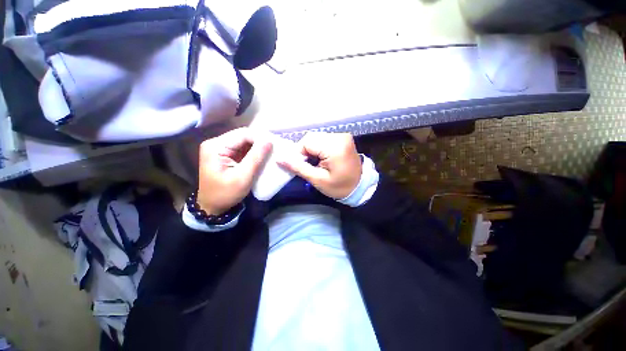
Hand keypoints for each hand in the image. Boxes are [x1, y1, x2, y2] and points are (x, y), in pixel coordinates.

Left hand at [198, 128, 271, 214]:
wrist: (213, 206)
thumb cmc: (226, 194)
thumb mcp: (243, 177)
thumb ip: (256, 158)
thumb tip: (269, 141)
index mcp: (216, 146)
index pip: (243, 134)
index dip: (260, 138)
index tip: (274, 146)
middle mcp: (216, 143)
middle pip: (243, 136)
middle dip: (260, 142)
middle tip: (274, 150)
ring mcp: (221, 148)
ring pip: (245, 142)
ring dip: (258, 147)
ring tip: (271, 153)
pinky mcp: (226, 154)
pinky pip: (243, 148)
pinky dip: (254, 152)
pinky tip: (262, 157)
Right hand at [277, 132, 361, 198]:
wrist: (360, 186)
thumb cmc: (340, 187)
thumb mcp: (318, 180)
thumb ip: (298, 168)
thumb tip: (279, 159)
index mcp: (335, 147)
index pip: (307, 142)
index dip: (300, 154)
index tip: (303, 166)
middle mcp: (340, 136)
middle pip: (311, 138)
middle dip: (305, 151)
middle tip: (309, 165)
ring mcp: (343, 135)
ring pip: (316, 137)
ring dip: (312, 149)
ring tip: (316, 162)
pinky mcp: (343, 138)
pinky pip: (324, 139)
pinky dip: (319, 147)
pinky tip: (322, 157)